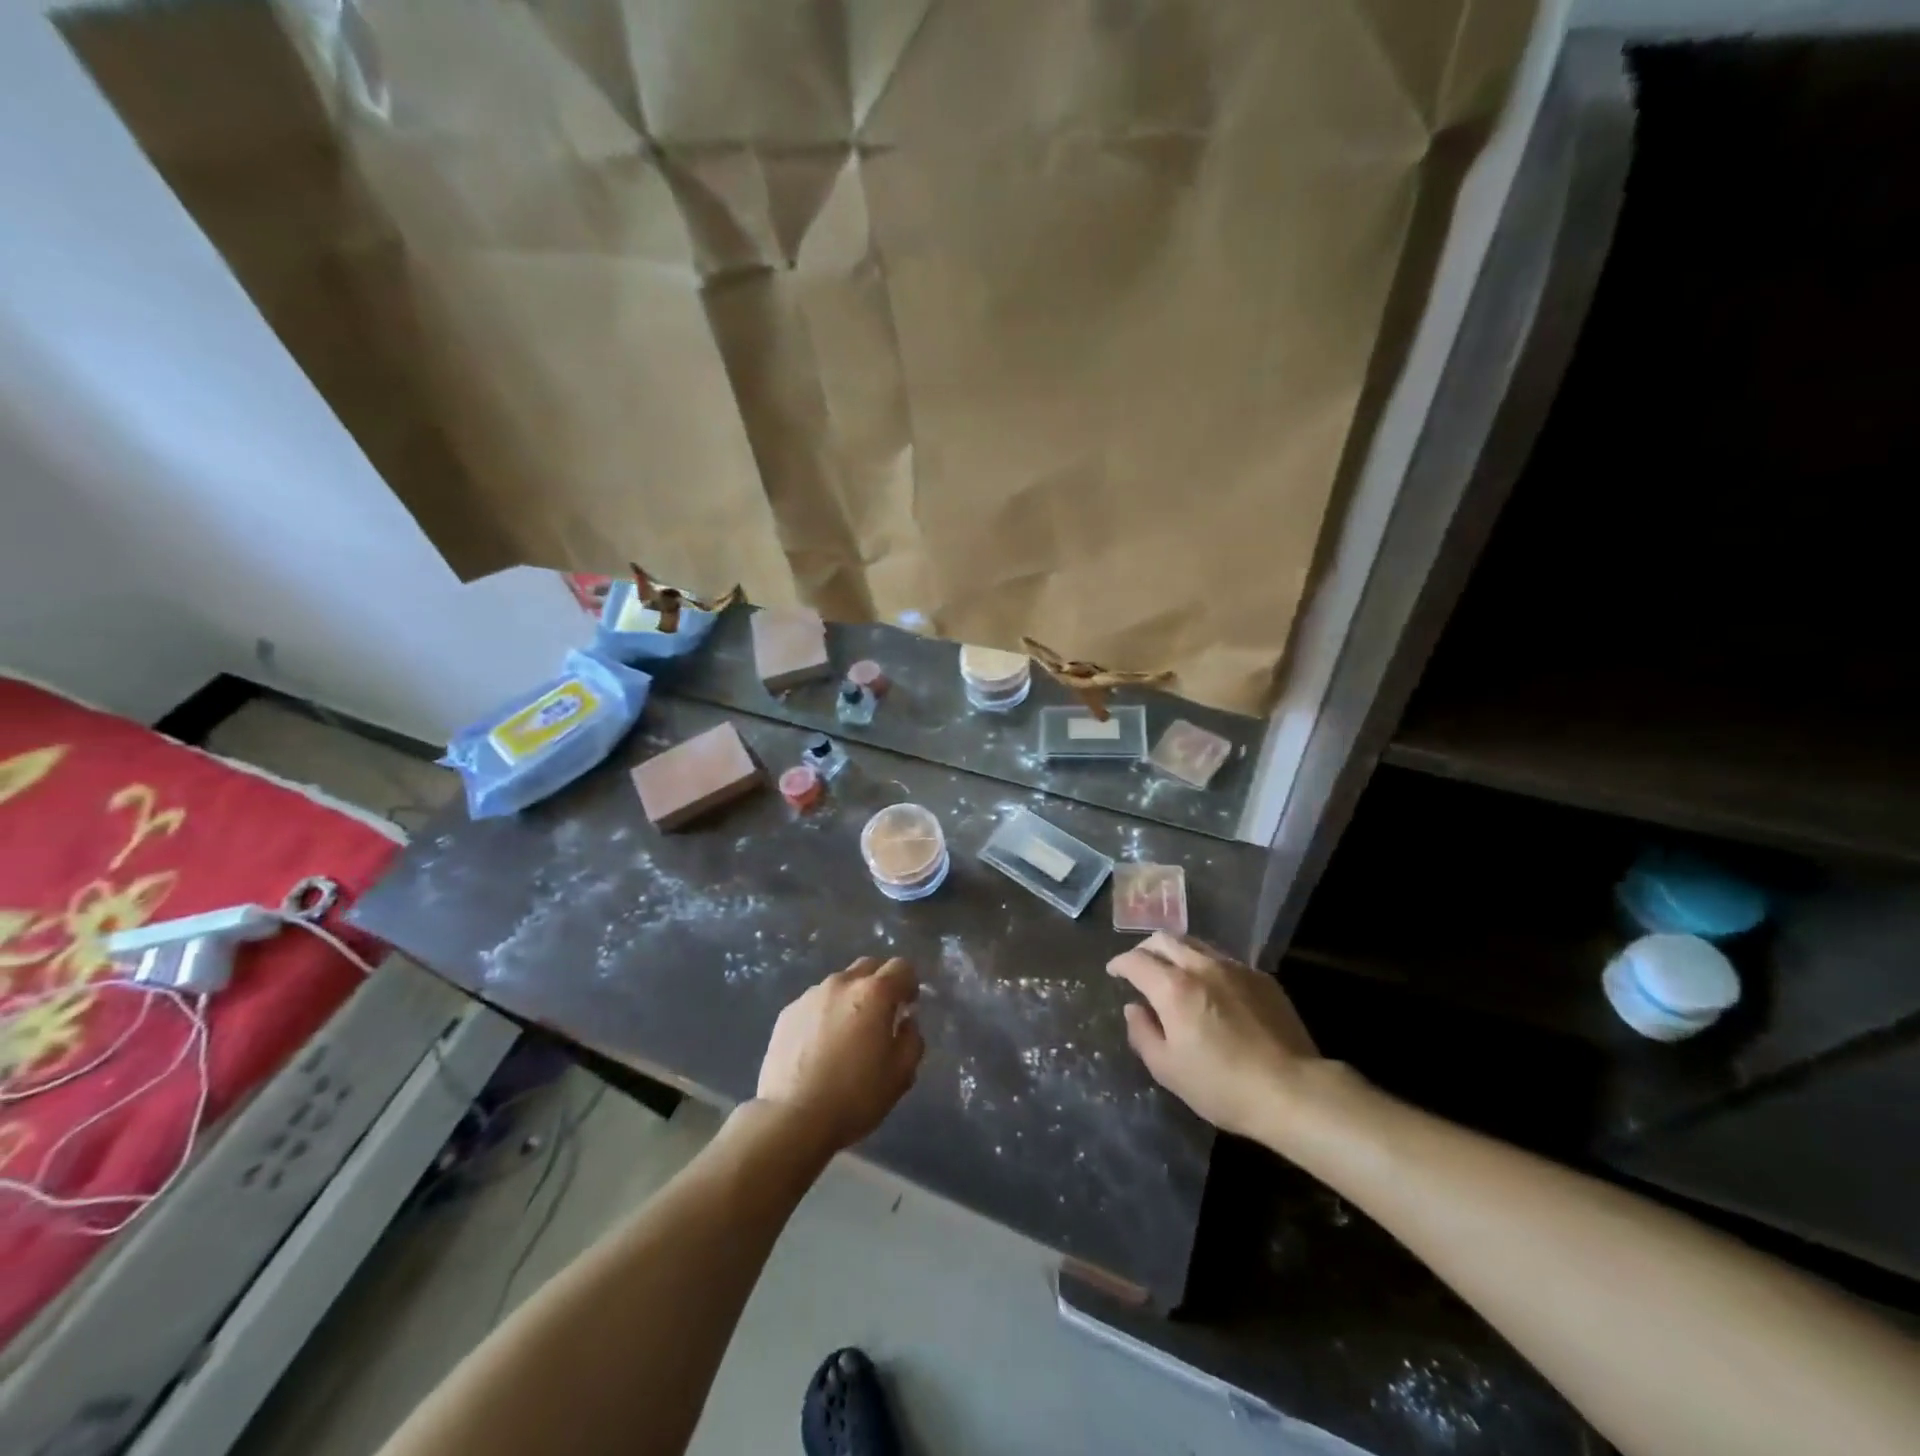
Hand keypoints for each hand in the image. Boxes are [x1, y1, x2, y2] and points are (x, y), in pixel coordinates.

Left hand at [757, 957, 923, 1151]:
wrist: (792, 1118)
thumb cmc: (854, 1097)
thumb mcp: (901, 1075)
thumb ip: (912, 1039)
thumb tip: (907, 1020)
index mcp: (875, 993)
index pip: (902, 967)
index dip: (910, 984)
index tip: (908, 1007)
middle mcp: (842, 984)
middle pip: (869, 966)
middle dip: (881, 983)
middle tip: (881, 1016)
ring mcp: (811, 995)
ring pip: (840, 983)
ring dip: (851, 998)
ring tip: (847, 1033)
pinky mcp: (788, 1012)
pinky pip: (815, 1002)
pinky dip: (825, 1013)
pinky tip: (820, 1045)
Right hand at [1107, 933, 1320, 1141]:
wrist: (1294, 1090)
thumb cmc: (1223, 1086)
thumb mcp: (1168, 1069)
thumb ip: (1143, 1033)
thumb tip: (1134, 1008)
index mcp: (1174, 988)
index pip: (1136, 960)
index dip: (1120, 963)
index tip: (1114, 972)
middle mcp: (1202, 966)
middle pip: (1165, 939)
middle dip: (1145, 948)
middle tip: (1139, 966)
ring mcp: (1235, 968)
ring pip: (1195, 943)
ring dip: (1176, 952)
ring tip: (1173, 972)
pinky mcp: (1261, 978)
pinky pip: (1223, 959)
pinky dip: (1205, 965)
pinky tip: (1210, 987)